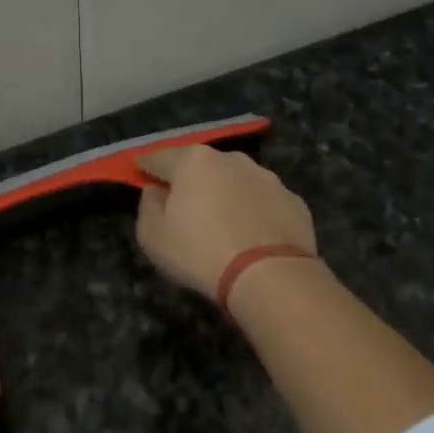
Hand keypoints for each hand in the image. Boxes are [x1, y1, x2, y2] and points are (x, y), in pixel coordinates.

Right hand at [134, 145, 317, 300]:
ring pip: (236, 181)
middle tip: (185, 206)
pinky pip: (263, 202)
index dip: (146, 167)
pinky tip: (252, 236)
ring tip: (223, 224)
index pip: (160, 157)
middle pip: (202, 166)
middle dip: (191, 181)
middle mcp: (232, 159)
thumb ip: (148, 206)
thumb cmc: (201, 252)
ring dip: (226, 195)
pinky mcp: (293, 200)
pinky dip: (254, 212)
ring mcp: (267, 178)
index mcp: (194, 161)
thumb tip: (156, 191)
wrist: (270, 275)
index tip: (141, 174)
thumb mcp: (153, 236)